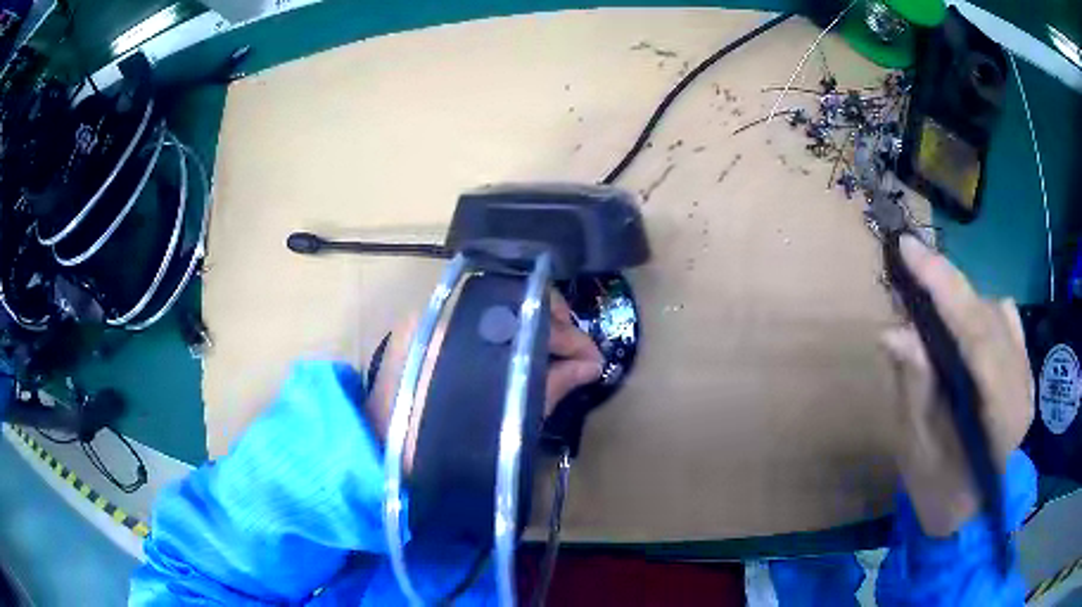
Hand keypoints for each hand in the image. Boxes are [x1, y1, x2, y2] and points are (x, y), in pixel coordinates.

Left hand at [366, 291, 601, 470]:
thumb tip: (590, 366)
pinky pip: (473, 323)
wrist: (379, 462)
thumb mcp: (504, 424)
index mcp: (462, 333)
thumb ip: (549, 386)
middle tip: (575, 355)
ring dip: (529, 330)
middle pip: (512, 301)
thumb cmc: (439, 450)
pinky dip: (503, 337)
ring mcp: (427, 320)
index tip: (592, 360)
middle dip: (552, 325)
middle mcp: (442, 315)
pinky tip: (518, 359)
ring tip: (552, 358)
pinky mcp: (418, 331)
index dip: (569, 335)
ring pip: (494, 309)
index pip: (530, 315)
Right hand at [880, 235, 1033, 536]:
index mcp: (1000, 419)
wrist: (968, 508)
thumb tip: (894, 330)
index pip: (978, 339)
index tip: (908, 250)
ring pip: (995, 311)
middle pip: (987, 317)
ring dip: (960, 299)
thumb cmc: (937, 489)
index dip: (945, 289)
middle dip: (947, 287)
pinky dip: (978, 307)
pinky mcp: (1023, 364)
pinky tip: (960, 323)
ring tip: (928, 304)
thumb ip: (914, 387)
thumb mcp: (915, 448)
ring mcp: (1026, 373)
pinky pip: (1004, 316)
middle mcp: (1022, 387)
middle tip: (907, 269)